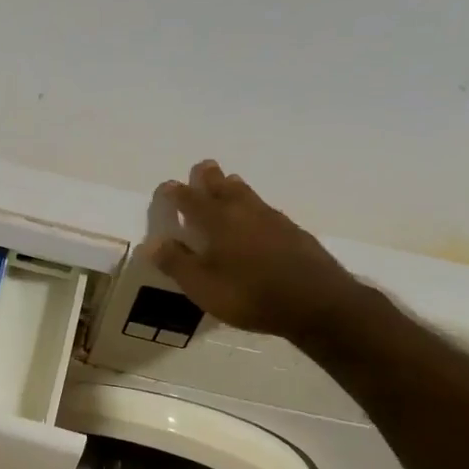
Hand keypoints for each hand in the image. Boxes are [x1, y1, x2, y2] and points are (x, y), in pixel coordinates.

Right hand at [144, 160, 365, 336]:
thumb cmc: (249, 294)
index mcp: (217, 221)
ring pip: (247, 194)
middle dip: (209, 178)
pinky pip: (265, 209)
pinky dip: (254, 206)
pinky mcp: (293, 232)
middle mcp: (244, 212)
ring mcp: (272, 220)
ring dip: (233, 187)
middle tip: (202, 167)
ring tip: (228, 182)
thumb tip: (152, 242)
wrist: (315, 302)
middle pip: (222, 187)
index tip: (166, 186)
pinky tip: (257, 216)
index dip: (176, 193)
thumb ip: (176, 262)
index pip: (190, 200)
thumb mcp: (202, 286)